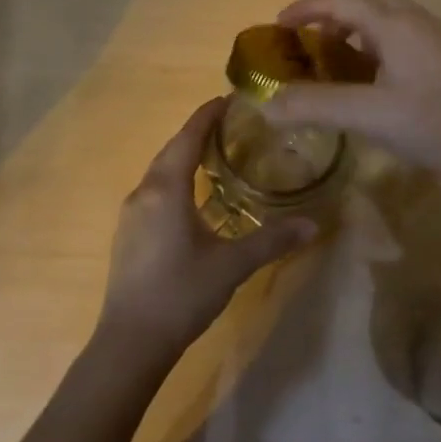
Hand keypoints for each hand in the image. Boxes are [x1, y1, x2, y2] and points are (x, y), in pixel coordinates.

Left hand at [98, 98, 315, 363]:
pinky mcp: (128, 234)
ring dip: (184, 157)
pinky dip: (175, 180)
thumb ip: (272, 241)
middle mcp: (143, 193)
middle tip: (230, 125)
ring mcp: (131, 215)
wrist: (130, 342)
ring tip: (215, 155)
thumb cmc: (181, 293)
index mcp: (166, 190)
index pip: (187, 138)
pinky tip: (192, 197)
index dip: (207, 115)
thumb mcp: (231, 265)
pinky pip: (154, 191)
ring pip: (160, 171)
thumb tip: (313, 224)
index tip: (228, 99)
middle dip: (197, 133)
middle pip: (171, 150)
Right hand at [262, 0, 440, 181]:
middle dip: (328, 16)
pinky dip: (370, 46)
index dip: (304, 9)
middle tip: (303, 43)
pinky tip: (367, 80)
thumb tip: (266, 106)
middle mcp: (412, 20)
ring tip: (330, 61)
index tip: (276, 27)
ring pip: (382, 19)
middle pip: (362, 2)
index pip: (339, 1)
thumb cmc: (434, 122)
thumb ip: (315, 106)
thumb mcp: (368, 115)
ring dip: (351, 30)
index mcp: (393, 23)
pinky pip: (396, 37)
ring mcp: (432, 38)